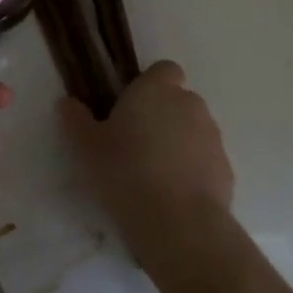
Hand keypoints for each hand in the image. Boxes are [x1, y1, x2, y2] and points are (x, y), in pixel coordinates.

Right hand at [59, 60, 233, 266]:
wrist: (179, 223)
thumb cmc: (125, 172)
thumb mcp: (86, 148)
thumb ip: (76, 120)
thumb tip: (67, 102)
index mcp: (156, 90)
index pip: (163, 70)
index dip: (149, 84)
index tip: (130, 107)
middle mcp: (190, 105)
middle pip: (178, 100)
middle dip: (161, 115)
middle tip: (134, 143)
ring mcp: (212, 137)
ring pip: (193, 130)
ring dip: (177, 142)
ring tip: (152, 173)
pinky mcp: (226, 169)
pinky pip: (204, 160)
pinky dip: (191, 170)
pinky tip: (171, 194)